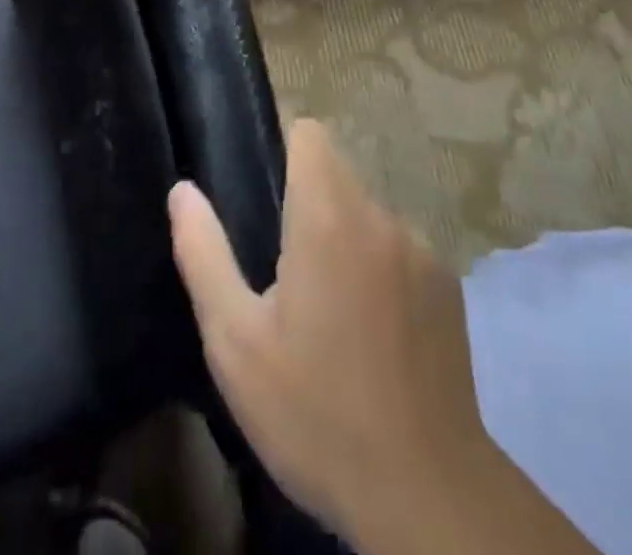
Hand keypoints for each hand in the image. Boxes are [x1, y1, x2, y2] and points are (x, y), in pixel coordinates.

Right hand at [169, 121, 594, 554]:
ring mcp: (423, 250)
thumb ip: (204, 253)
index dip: (284, 148)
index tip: (264, 192)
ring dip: (344, 239)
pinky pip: (401, 250)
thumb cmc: (316, 413)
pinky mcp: (449, 285)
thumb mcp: (236, 343)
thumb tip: (182, 190)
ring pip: (368, 214)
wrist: (426, 496)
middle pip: (337, 174)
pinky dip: (380, 269)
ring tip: (328, 312)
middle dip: (308, 204)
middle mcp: (380, 217)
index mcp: (328, 216)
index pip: (311, 134)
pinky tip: (373, 334)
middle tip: (285, 273)